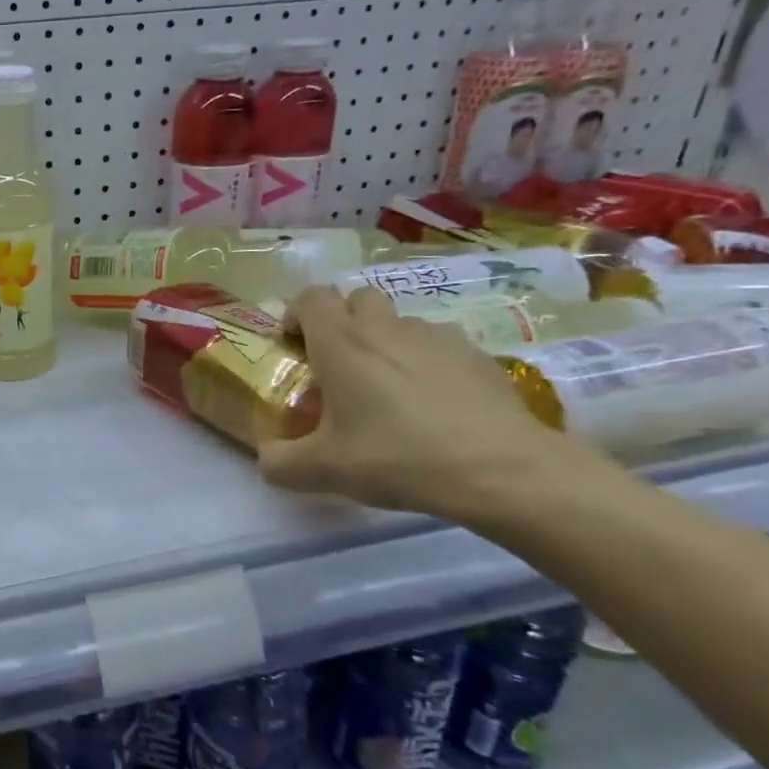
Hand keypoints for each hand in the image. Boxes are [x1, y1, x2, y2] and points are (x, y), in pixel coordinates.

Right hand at [256, 287, 587, 522]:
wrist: (501, 470)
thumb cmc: (397, 458)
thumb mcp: (322, 471)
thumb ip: (279, 463)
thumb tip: (266, 459)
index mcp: (341, 344)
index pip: (310, 297)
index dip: (296, 314)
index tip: (294, 346)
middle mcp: (386, 328)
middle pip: (357, 298)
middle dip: (342, 321)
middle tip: (339, 365)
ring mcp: (437, 337)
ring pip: (399, 322)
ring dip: (385, 342)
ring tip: (388, 389)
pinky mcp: (476, 355)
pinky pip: (437, 346)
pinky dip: (425, 363)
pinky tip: (433, 405)